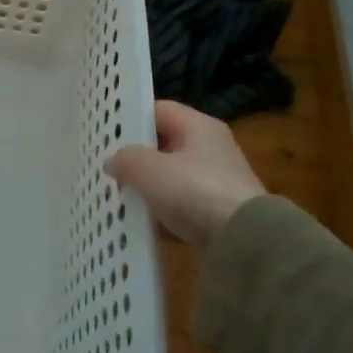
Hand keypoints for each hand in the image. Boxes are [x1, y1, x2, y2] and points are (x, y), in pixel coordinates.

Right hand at [106, 100, 266, 249]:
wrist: (245, 242)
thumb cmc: (195, 191)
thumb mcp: (149, 169)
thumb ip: (126, 159)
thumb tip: (114, 161)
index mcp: (199, 126)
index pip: (159, 110)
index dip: (132, 119)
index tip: (107, 135)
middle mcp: (211, 148)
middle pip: (164, 145)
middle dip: (137, 158)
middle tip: (109, 170)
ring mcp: (217, 182)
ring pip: (172, 178)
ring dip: (149, 189)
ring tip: (120, 199)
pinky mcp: (218, 213)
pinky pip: (182, 207)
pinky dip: (164, 214)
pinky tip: (144, 225)